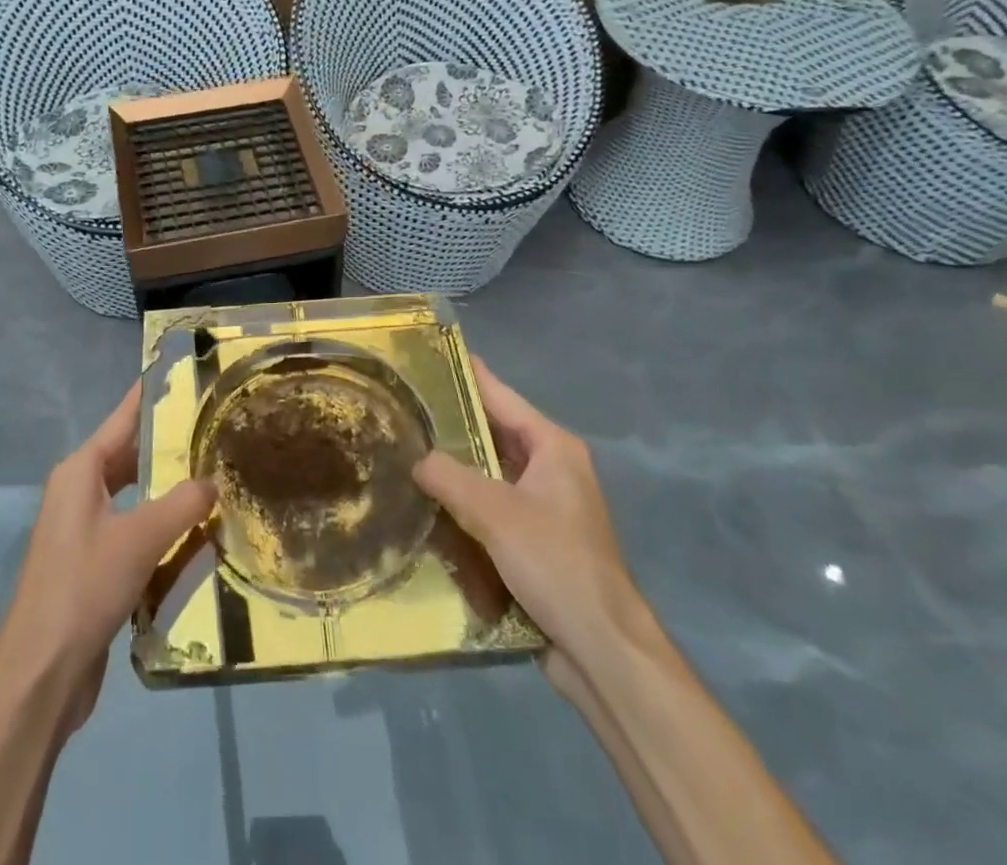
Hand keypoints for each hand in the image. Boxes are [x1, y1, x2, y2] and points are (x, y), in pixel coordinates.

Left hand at [0, 382, 214, 735]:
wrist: (41, 675)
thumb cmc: (84, 588)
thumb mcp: (140, 539)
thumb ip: (182, 504)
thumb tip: (214, 483)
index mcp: (80, 472)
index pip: (123, 419)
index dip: (152, 396)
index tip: (184, 374)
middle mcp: (78, 492)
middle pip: (130, 455)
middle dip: (169, 445)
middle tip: (215, 431)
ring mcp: (82, 529)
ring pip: (134, 495)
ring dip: (167, 490)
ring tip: (214, 477)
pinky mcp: (91, 564)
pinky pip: (132, 529)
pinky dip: (160, 526)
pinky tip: (194, 533)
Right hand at [413, 358, 642, 700]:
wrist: (603, 650)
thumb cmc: (555, 563)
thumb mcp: (495, 512)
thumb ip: (449, 477)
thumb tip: (416, 459)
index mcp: (553, 447)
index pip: (500, 396)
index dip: (465, 375)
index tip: (429, 357)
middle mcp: (552, 468)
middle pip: (494, 433)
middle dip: (452, 424)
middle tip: (404, 408)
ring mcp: (546, 507)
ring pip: (491, 472)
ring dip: (456, 467)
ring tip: (406, 451)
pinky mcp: (536, 542)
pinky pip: (493, 508)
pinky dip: (465, 503)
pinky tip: (429, 505)